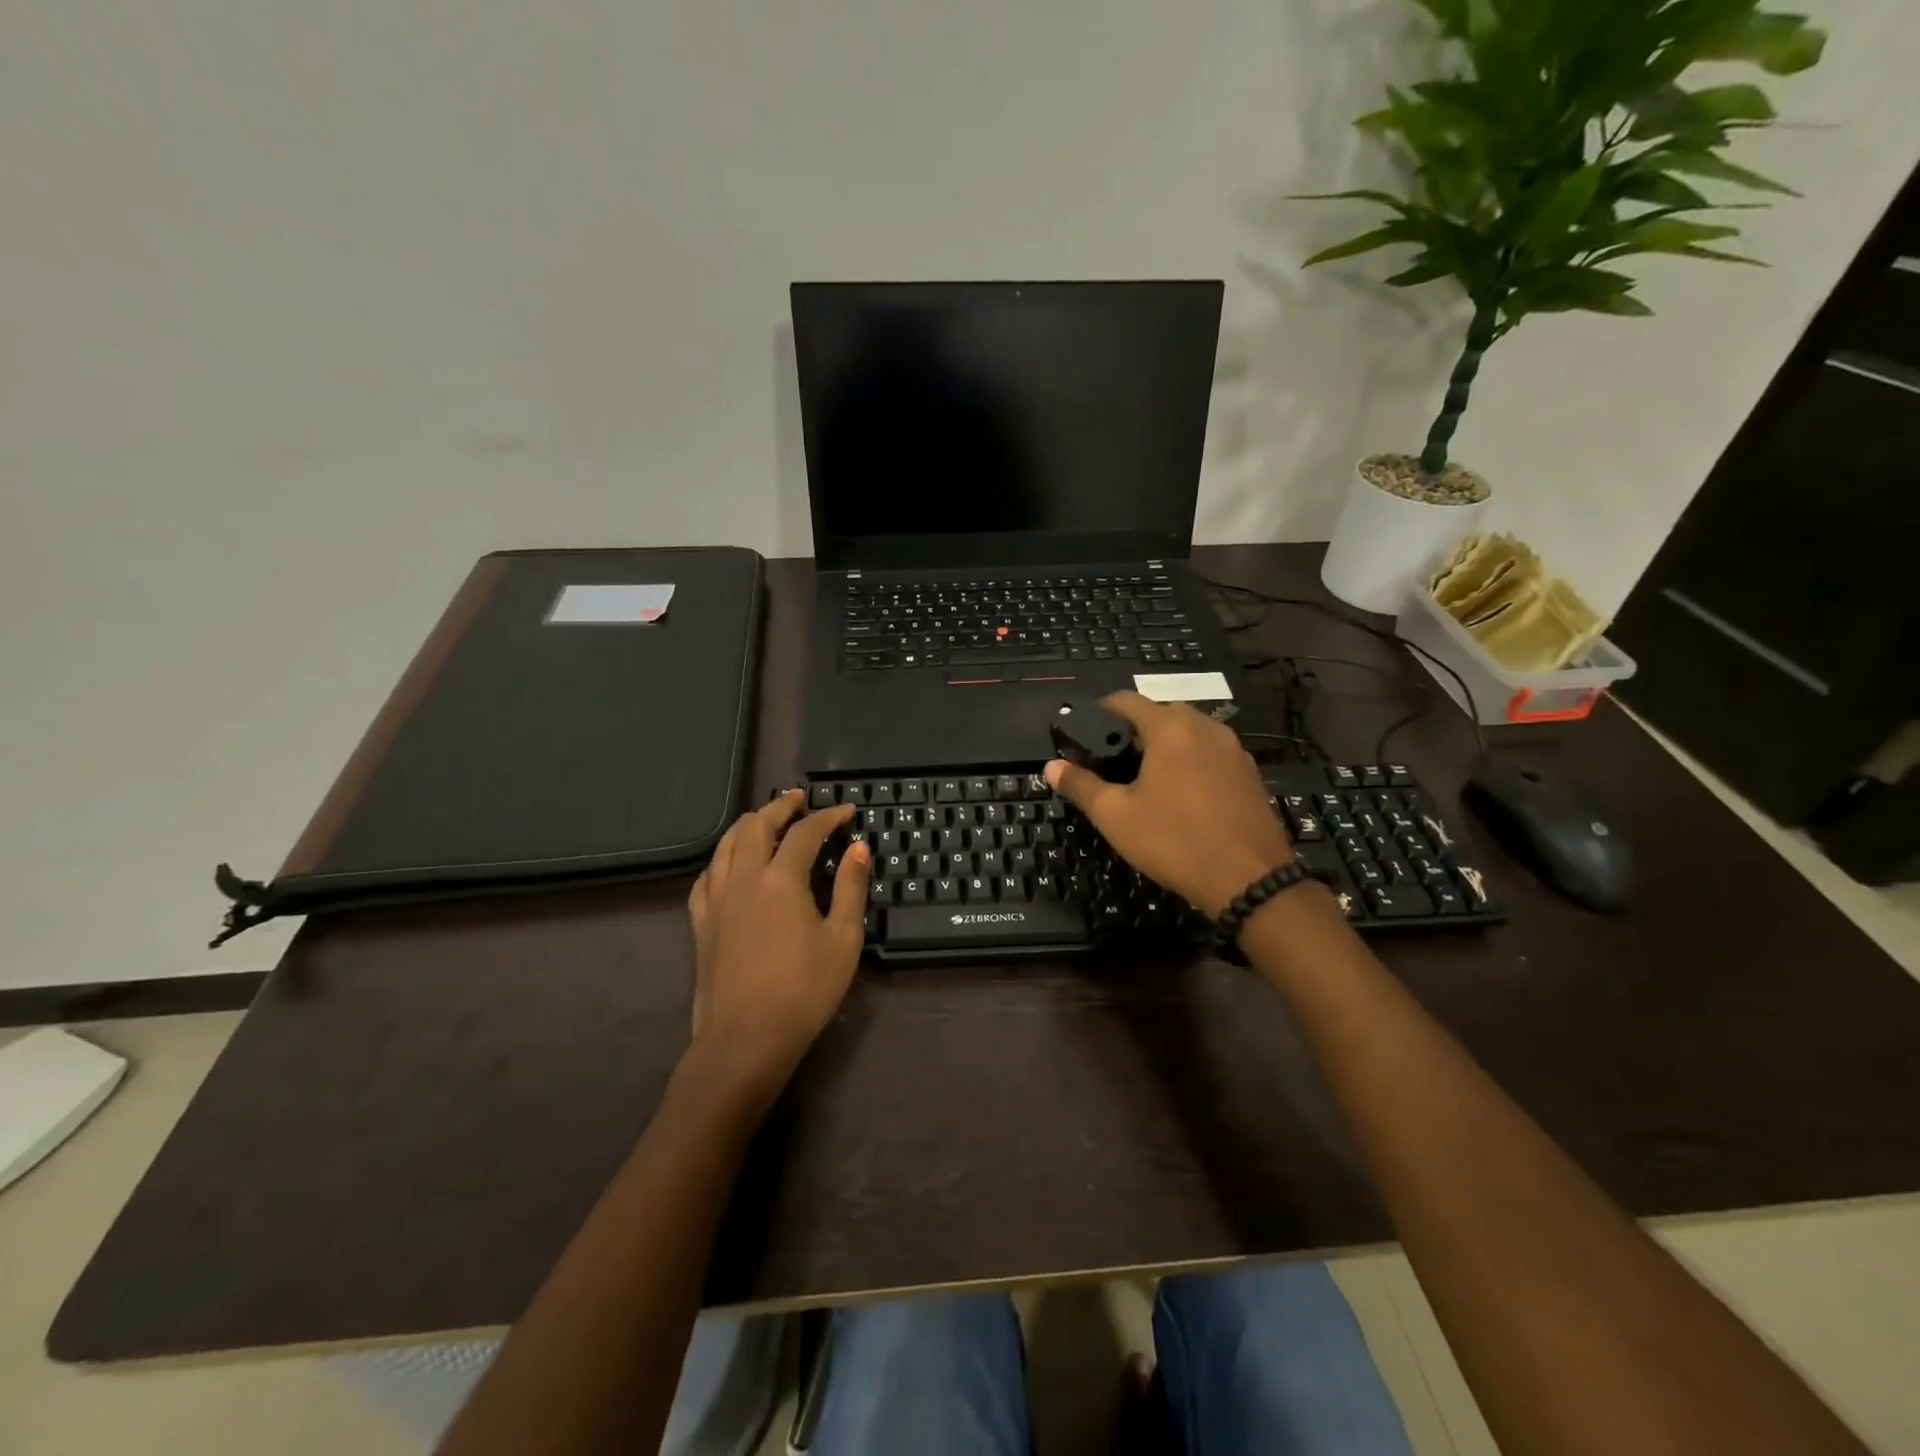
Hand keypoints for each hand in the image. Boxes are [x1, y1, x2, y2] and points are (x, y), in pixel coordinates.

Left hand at [686, 791, 869, 1099]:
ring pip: (726, 845)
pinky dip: (721, 858)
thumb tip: (858, 847)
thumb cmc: (804, 991)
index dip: (828, 816)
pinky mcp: (701, 923)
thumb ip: (850, 888)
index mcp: (781, 879)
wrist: (745, 1040)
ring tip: (764, 818)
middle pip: (757, 826)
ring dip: (748, 824)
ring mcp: (717, 900)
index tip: (847, 810)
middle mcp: (743, 878)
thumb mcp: (843, 939)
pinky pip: (706, 876)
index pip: (805, 832)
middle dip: (780, 807)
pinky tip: (729, 863)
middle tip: (799, 798)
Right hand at [1044, 693, 1292, 916]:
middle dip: (1135, 730)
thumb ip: (1081, 785)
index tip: (1086, 730)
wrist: (1249, 879)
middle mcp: (1206, 727)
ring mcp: (1234, 749)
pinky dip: (1192, 762)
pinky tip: (1183, 795)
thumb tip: (1051, 766)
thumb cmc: (1174, 840)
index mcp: (1170, 728)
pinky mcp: (1250, 773)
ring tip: (1146, 778)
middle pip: (1161, 713)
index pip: (1127, 700)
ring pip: (1191, 733)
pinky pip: (1212, 754)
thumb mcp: (1116, 816)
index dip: (1101, 710)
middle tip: (1114, 760)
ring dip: (1166, 746)